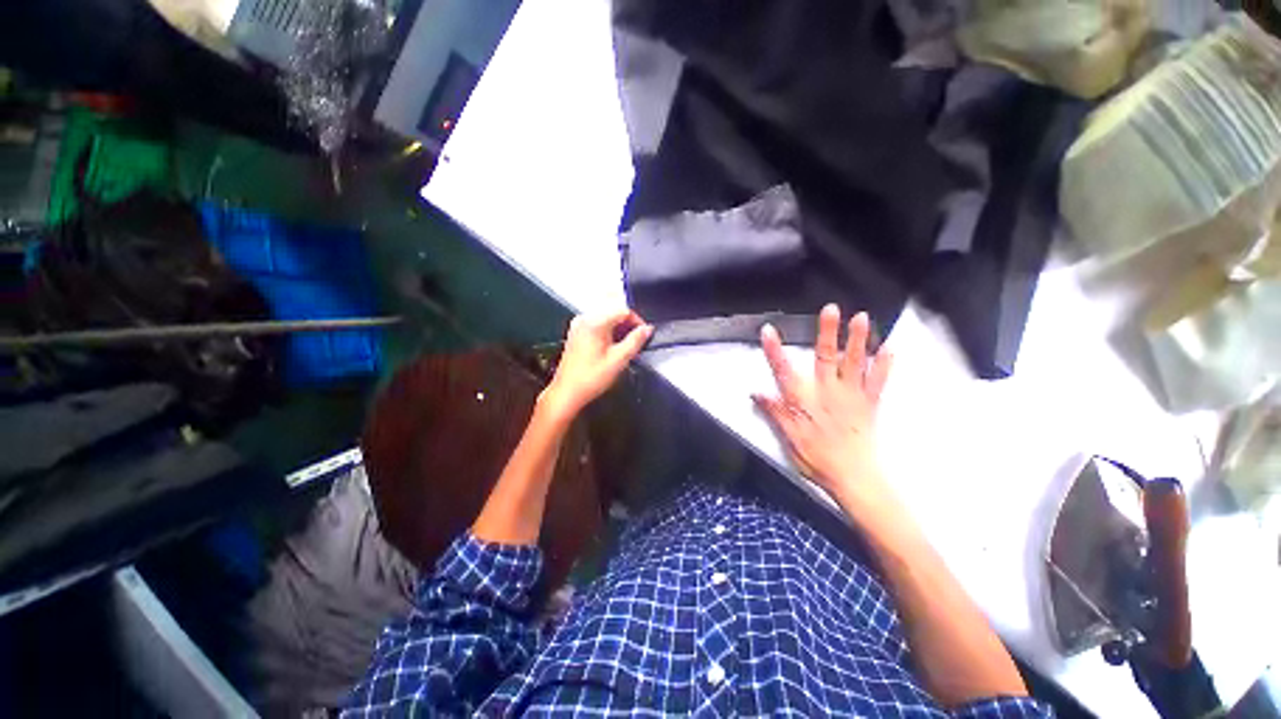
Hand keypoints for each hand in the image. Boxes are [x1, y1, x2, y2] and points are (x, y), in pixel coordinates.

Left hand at [541, 310, 652, 419]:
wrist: (567, 392)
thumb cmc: (589, 379)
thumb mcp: (619, 359)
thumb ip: (635, 341)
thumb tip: (646, 329)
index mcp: (595, 323)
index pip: (623, 310)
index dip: (637, 321)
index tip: (644, 333)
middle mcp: (584, 320)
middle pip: (614, 314)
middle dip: (628, 327)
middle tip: (636, 343)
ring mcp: (578, 326)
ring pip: (607, 320)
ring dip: (619, 331)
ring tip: (625, 349)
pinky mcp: (576, 334)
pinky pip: (598, 327)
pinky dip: (608, 334)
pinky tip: (612, 350)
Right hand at [753, 304, 893, 515]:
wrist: (854, 477)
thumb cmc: (817, 458)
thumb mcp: (789, 438)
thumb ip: (775, 412)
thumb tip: (756, 391)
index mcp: (804, 401)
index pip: (784, 372)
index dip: (775, 351)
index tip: (768, 330)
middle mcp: (828, 392)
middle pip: (825, 358)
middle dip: (826, 332)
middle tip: (830, 309)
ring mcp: (851, 396)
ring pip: (854, 363)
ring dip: (857, 339)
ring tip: (861, 317)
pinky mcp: (869, 403)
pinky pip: (878, 381)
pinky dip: (884, 364)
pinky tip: (889, 347)